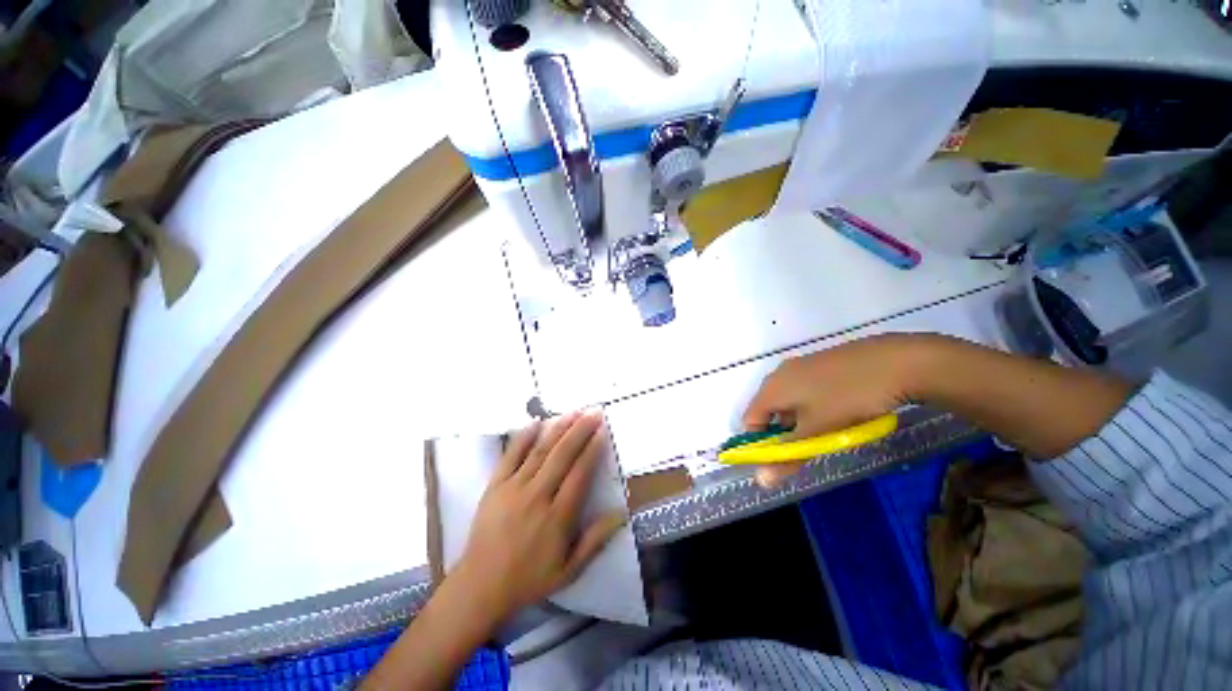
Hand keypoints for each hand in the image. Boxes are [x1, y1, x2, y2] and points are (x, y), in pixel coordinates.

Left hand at [452, 411, 625, 623]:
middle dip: (580, 430)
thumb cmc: (529, 579)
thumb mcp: (569, 570)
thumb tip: (621, 513)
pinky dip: (523, 437)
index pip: (579, 474)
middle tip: (594, 412)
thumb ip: (595, 540)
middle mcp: (536, 497)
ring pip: (540, 451)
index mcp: (557, 518)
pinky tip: (536, 421)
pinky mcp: (495, 486)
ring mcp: (513, 489)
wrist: (480, 586)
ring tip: (574, 411)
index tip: (602, 430)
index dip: (592, 449)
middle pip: (562, 456)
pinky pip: (510, 456)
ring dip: (558, 429)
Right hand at [742, 333, 935, 487]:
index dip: (759, 443)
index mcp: (771, 387)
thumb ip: (789, 456)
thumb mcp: (818, 431)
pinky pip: (806, 389)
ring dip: (800, 420)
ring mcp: (801, 366)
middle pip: (768, 410)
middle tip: (809, 446)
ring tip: (829, 431)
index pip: (749, 419)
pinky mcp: (821, 362)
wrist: (897, 361)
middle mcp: (780, 373)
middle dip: (783, 433)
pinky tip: (840, 411)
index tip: (782, 459)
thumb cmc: (848, 398)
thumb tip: (761, 481)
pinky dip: (813, 406)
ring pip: (789, 400)